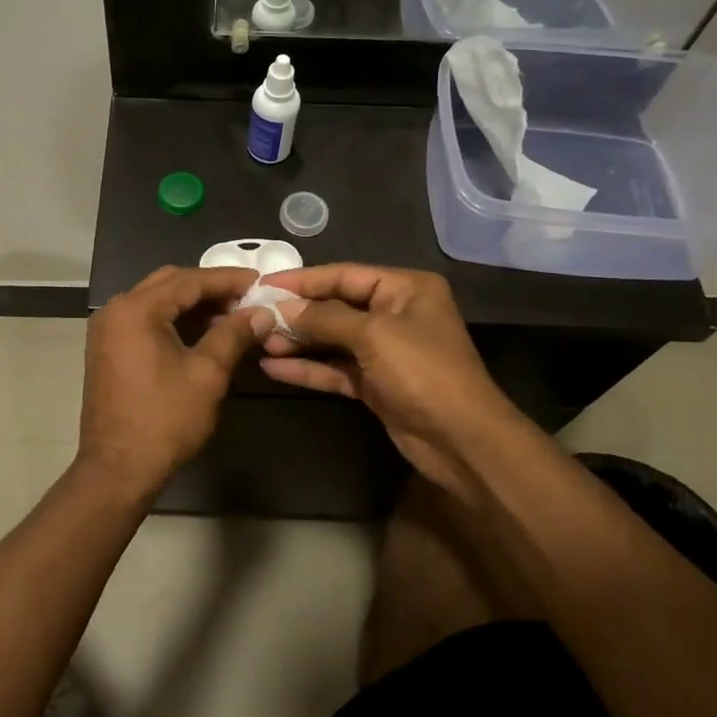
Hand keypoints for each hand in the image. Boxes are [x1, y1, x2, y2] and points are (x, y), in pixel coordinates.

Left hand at [77, 266, 273, 494]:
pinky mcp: (107, 349)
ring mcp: (107, 330)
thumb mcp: (207, 374)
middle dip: (209, 287)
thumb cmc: (165, 420)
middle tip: (246, 297)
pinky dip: (174, 320)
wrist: (118, 468)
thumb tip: (261, 313)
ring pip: (156, 301)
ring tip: (231, 314)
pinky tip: (203, 331)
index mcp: (136, 309)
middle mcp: (116, 310)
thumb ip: (234, 335)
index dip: (227, 279)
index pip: (189, 280)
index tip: (259, 281)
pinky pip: (145, 320)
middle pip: (169, 283)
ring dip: (192, 304)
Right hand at [255, 264, 519, 489]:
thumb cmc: (423, 372)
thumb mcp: (373, 335)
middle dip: (297, 313)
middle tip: (255, 316)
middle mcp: (395, 313)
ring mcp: (385, 351)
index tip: (263, 284)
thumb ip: (324, 318)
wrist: (461, 440)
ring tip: (259, 342)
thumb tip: (282, 308)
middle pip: (335, 307)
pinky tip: (274, 368)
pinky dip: (308, 368)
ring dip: (298, 342)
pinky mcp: (376, 383)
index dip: (303, 280)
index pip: (344, 275)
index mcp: (405, 289)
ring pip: (332, 340)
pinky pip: (335, 369)